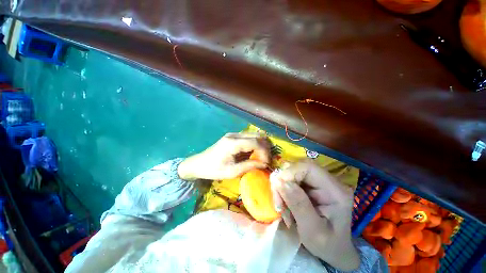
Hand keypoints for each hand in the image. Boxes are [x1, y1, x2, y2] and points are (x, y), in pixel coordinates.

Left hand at [178, 133, 270, 179]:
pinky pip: (248, 137)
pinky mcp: (233, 136)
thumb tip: (264, 164)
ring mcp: (233, 134)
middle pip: (257, 136)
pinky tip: (253, 153)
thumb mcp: (232, 172)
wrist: (199, 164)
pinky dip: (254, 144)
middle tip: (265, 160)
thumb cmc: (214, 169)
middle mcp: (234, 135)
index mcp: (233, 143)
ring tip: (261, 157)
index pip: (256, 142)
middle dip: (264, 148)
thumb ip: (249, 166)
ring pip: (254, 135)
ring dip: (260, 145)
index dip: (264, 152)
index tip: (266, 163)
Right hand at [271, 160, 359, 270]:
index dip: (290, 173)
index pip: (309, 167)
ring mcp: (319, 181)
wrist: (335, 249)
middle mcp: (328, 181)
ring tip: (281, 206)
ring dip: (281, 186)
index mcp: (335, 191)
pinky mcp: (310, 184)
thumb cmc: (327, 245)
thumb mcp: (313, 231)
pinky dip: (283, 189)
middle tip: (279, 202)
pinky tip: (284, 203)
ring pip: (292, 172)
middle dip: (283, 181)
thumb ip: (299, 205)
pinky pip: (291, 178)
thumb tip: (280, 181)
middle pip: (298, 167)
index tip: (278, 188)